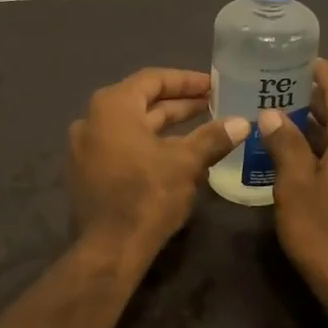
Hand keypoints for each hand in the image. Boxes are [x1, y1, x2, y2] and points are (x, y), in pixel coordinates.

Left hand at [67, 69, 248, 259]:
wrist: (109, 249)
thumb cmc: (147, 196)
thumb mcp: (186, 164)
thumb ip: (213, 138)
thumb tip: (242, 122)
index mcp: (112, 107)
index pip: (152, 79)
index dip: (186, 80)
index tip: (213, 85)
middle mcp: (91, 120)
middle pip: (141, 103)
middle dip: (178, 105)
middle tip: (212, 105)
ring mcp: (84, 148)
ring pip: (132, 128)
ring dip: (166, 128)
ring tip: (202, 129)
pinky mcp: (86, 173)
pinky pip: (122, 148)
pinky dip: (149, 147)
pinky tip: (177, 157)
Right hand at [256, 58, 327, 302]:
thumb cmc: (324, 230)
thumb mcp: (294, 185)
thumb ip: (285, 144)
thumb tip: (273, 114)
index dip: (320, 72)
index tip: (299, 62)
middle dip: (317, 104)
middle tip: (282, 98)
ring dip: (326, 132)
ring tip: (291, 131)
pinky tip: (315, 164)